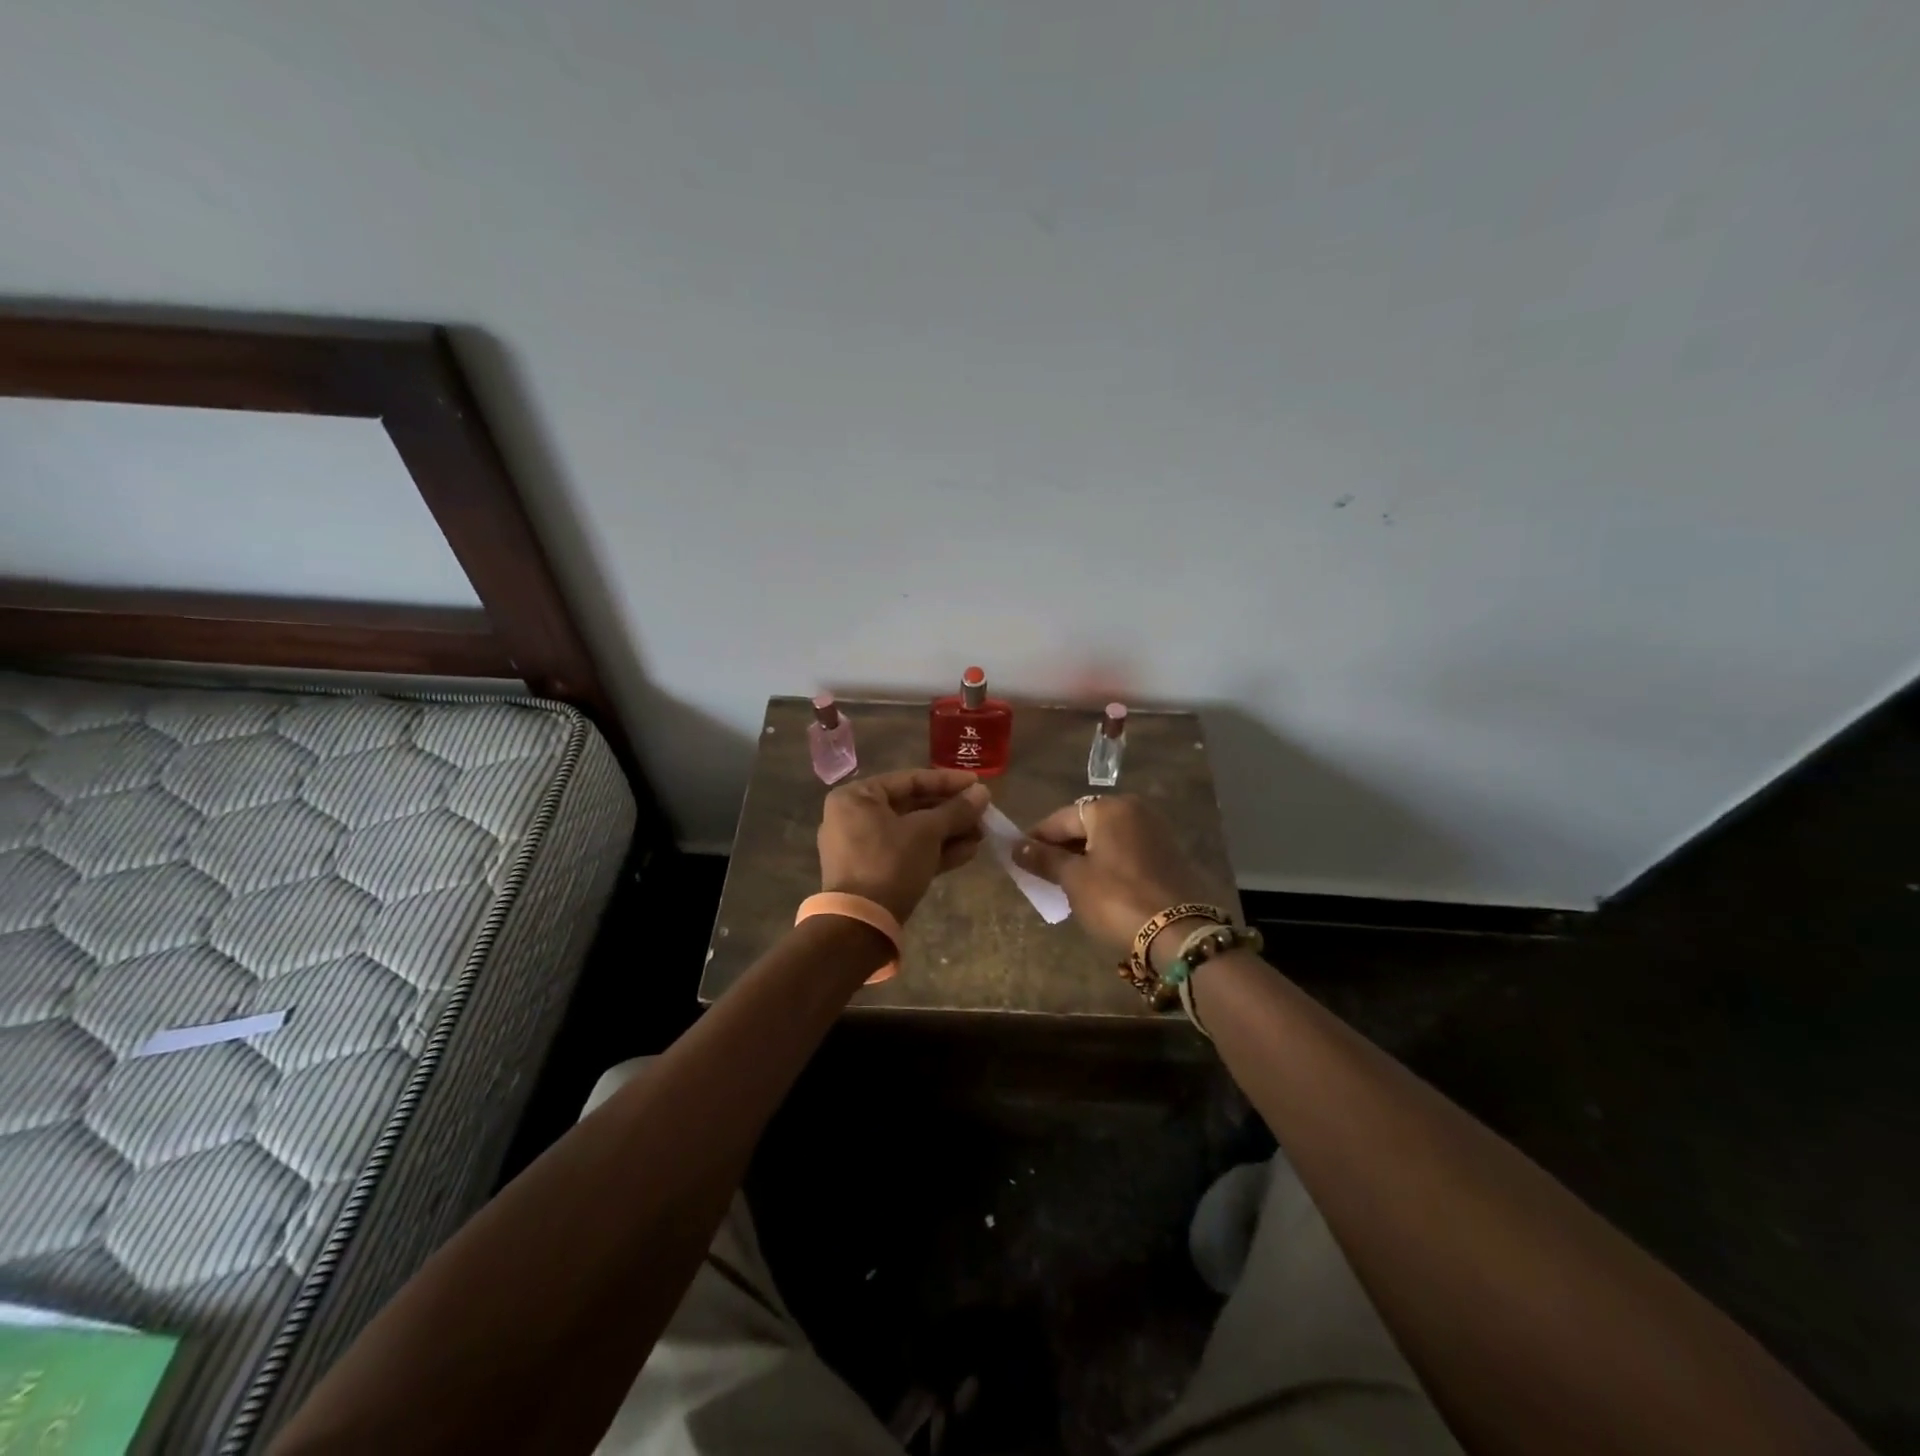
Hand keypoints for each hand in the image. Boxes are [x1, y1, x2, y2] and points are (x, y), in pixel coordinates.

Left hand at [818, 769, 990, 923]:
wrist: (861, 924)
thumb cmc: (889, 862)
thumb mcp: (926, 832)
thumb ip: (956, 810)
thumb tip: (983, 793)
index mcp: (857, 797)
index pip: (909, 780)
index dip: (947, 781)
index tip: (978, 783)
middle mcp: (855, 817)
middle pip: (912, 807)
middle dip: (951, 813)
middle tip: (983, 814)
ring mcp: (863, 848)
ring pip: (913, 833)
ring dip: (948, 833)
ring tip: (982, 835)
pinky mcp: (874, 874)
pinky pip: (908, 853)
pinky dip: (935, 852)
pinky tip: (969, 852)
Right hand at [1014, 796, 1227, 964]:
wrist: (1179, 933)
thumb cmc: (1116, 899)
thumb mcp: (1074, 879)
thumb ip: (1044, 859)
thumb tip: (1016, 846)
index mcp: (1109, 808)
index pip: (1060, 818)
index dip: (1036, 838)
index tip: (1018, 857)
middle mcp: (1135, 810)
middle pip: (1085, 825)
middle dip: (1062, 848)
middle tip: (1041, 873)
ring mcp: (1156, 832)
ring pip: (1107, 840)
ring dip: (1085, 857)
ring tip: (1066, 883)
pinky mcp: (1168, 855)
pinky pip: (1126, 852)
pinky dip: (1108, 865)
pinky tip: (1098, 887)